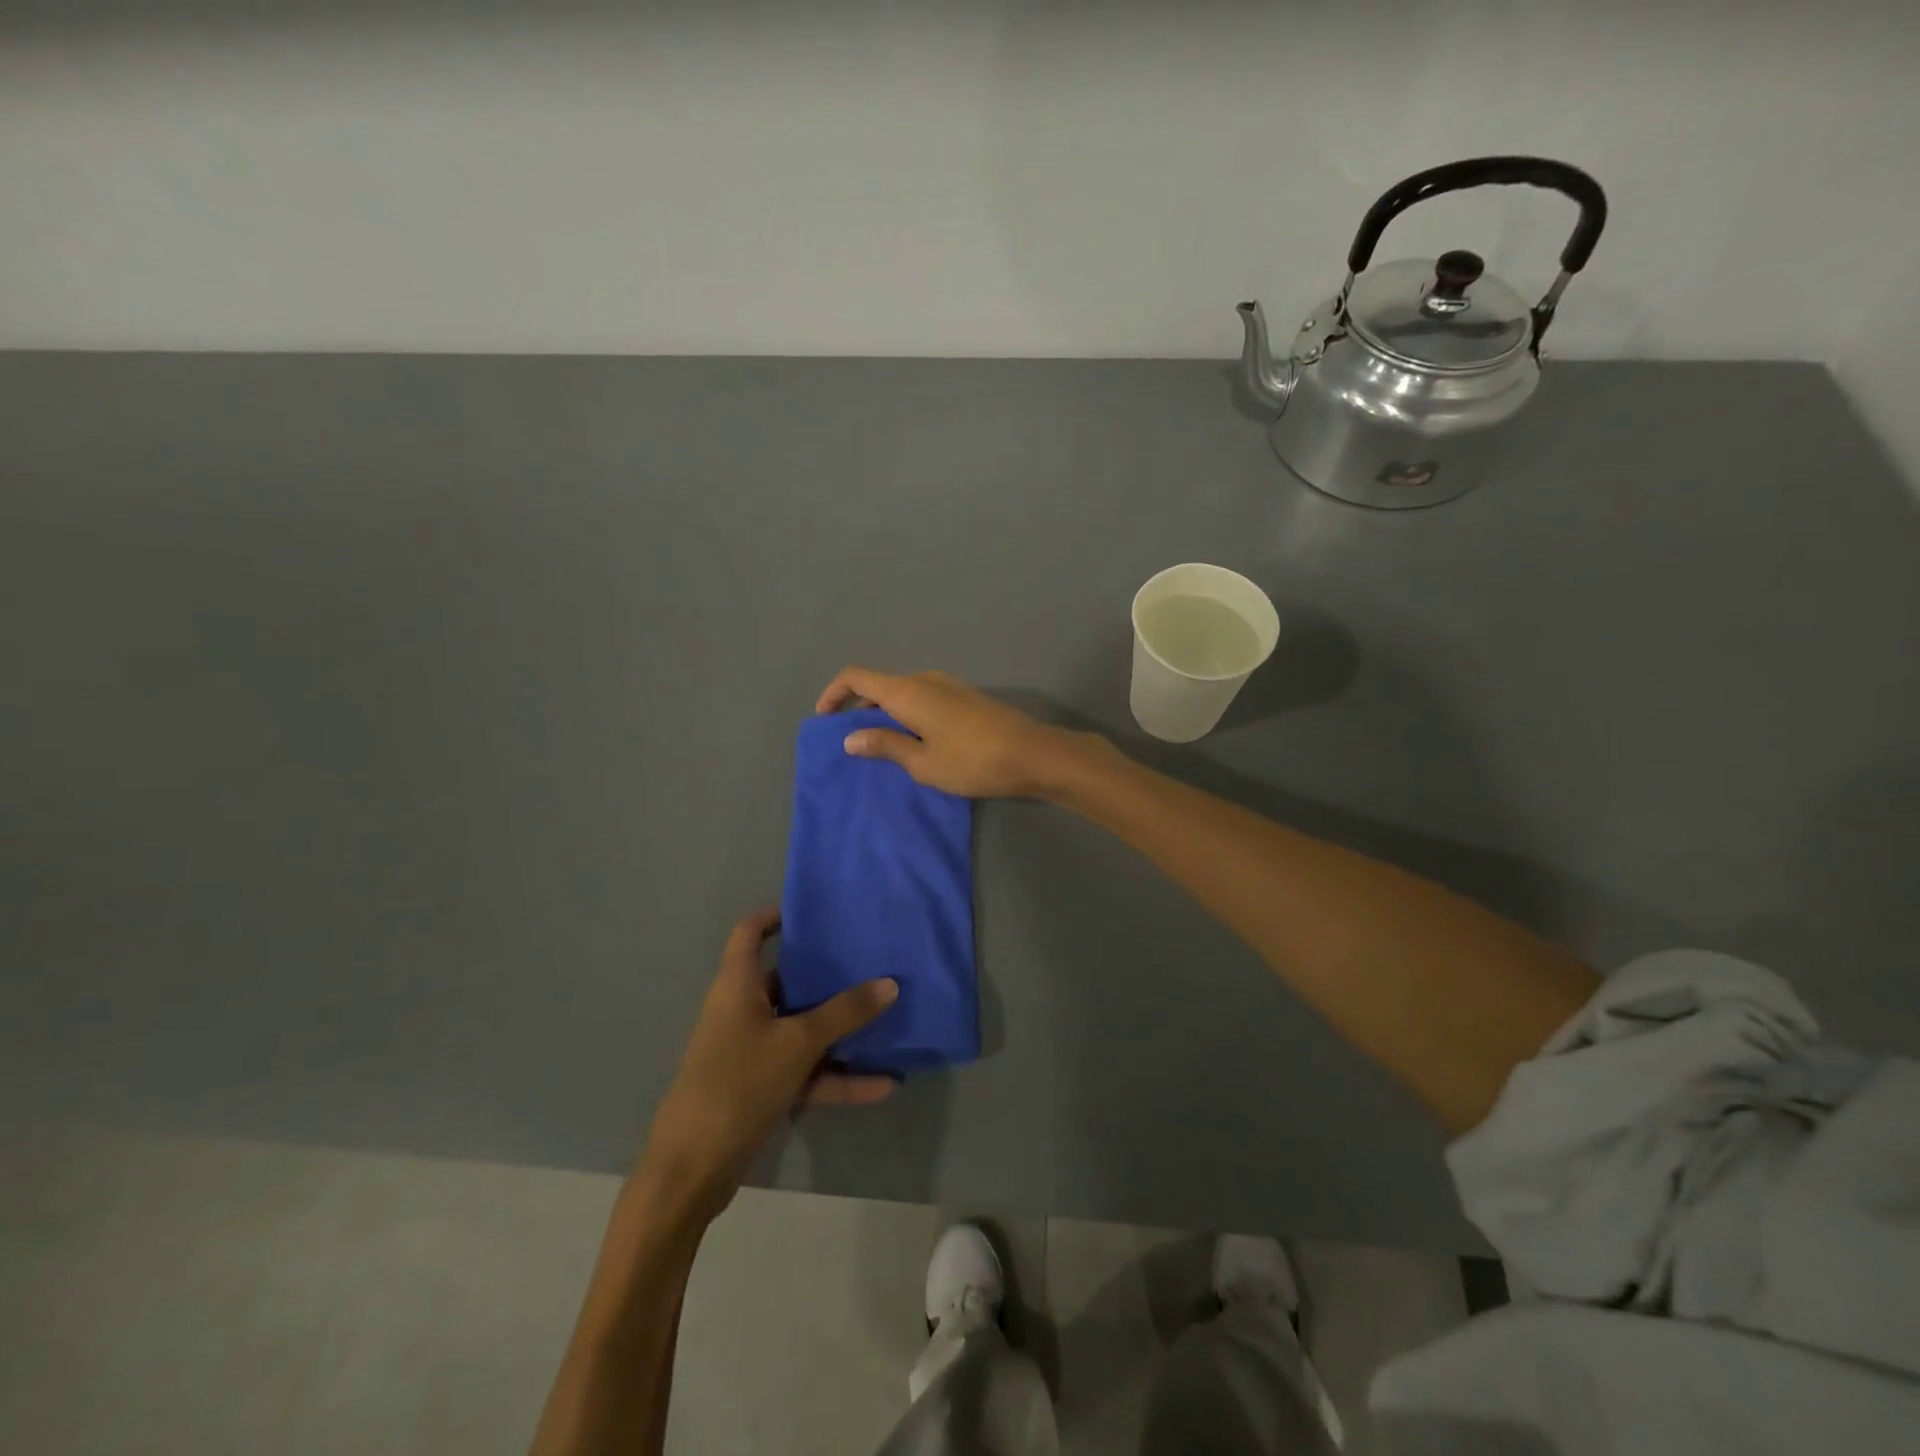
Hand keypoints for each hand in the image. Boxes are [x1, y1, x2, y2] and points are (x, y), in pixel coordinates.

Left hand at [637, 908, 897, 1223]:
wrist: (693, 1169)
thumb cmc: (738, 1083)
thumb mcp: (797, 1042)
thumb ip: (845, 1013)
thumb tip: (891, 983)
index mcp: (738, 985)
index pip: (750, 932)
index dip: (776, 914)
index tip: (816, 908)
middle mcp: (743, 1010)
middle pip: (786, 978)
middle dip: (826, 972)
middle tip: (868, 957)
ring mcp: (752, 1050)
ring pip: (802, 1028)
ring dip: (840, 1029)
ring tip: (886, 1017)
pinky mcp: (762, 1086)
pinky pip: (806, 1070)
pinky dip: (836, 1075)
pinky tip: (882, 1084)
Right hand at [814, 667, 1092, 799]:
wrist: (1033, 754)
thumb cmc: (972, 761)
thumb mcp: (922, 762)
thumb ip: (885, 746)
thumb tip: (850, 738)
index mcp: (907, 691)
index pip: (856, 676)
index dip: (833, 693)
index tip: (823, 720)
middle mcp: (925, 679)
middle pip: (879, 684)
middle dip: (858, 709)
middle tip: (850, 743)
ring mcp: (948, 686)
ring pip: (902, 692)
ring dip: (884, 714)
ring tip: (880, 748)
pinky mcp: (965, 698)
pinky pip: (922, 699)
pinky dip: (907, 715)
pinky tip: (914, 743)